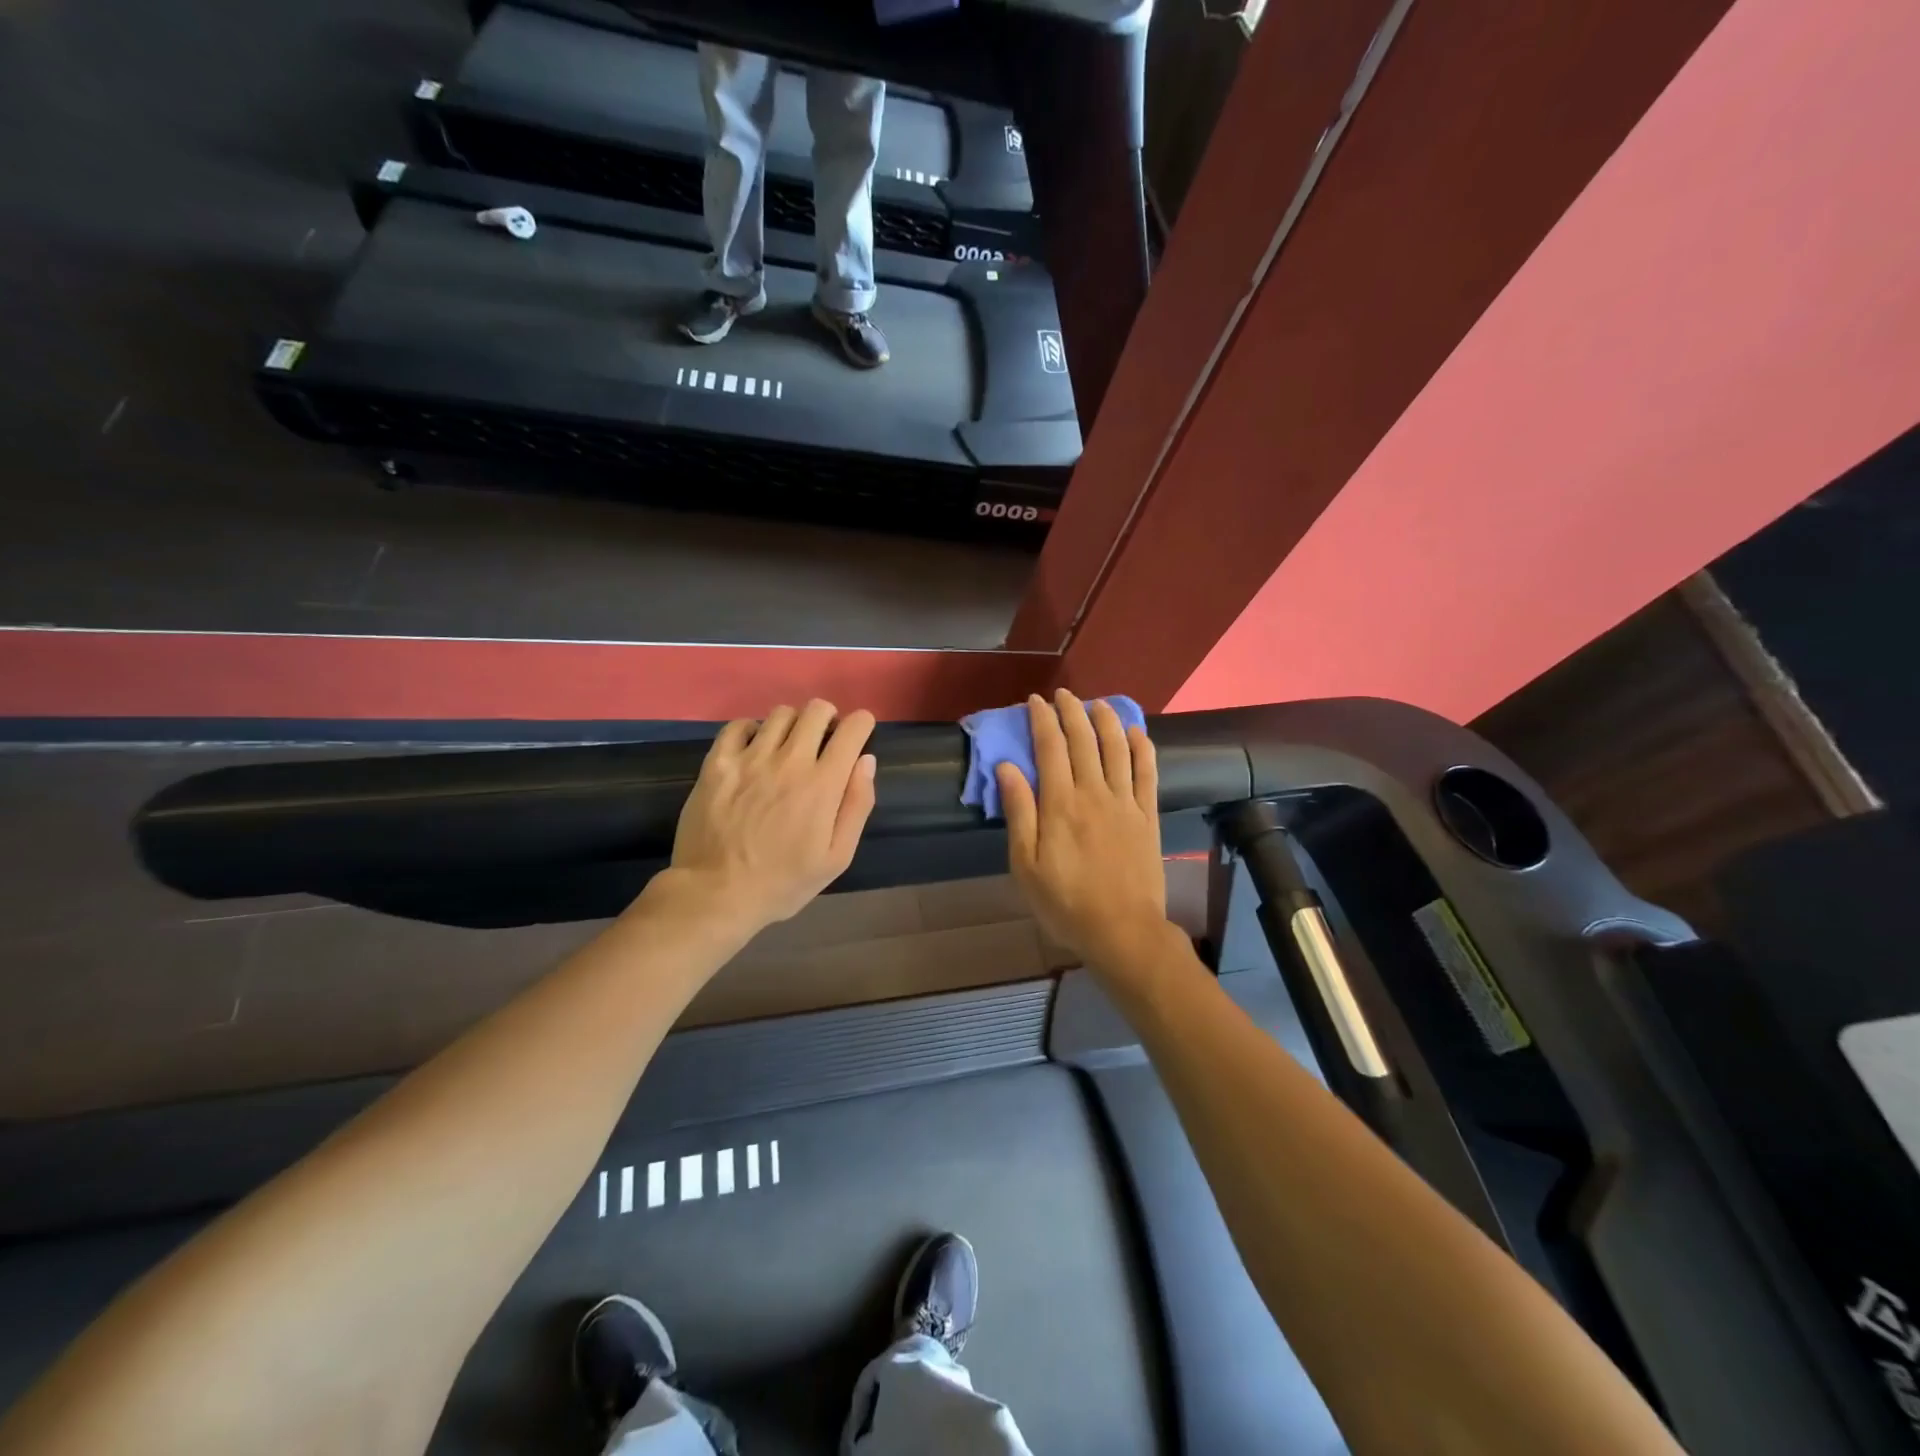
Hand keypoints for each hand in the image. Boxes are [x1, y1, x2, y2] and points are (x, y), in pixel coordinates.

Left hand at [668, 701, 877, 929]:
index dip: (862, 725)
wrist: (716, 894)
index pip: (852, 728)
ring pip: (780, 714)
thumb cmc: (783, 882)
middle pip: (816, 710)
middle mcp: (789, 760)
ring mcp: (750, 758)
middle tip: (824, 740)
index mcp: (823, 783)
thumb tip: (866, 761)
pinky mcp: (717, 763)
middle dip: (828, 718)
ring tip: (789, 746)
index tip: (859, 735)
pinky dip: (753, 729)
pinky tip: (754, 748)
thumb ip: (857, 805)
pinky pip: (738, 725)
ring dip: (793, 724)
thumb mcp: (837, 857)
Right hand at [997, 690, 1167, 975]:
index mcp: (1060, 804)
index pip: (1050, 748)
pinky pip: (1148, 773)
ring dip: (1107, 720)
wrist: (1122, 930)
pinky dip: (1143, 748)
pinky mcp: (1147, 816)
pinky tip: (1137, 733)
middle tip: (1063, 694)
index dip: (1042, 720)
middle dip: (1072, 712)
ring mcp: (1125, 802)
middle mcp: (1094, 793)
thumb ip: (1019, 812)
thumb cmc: (1065, 902)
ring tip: (1098, 703)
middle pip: (1084, 740)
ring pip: (1117, 749)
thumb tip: (1007, 767)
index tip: (1035, 701)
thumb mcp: (1026, 864)